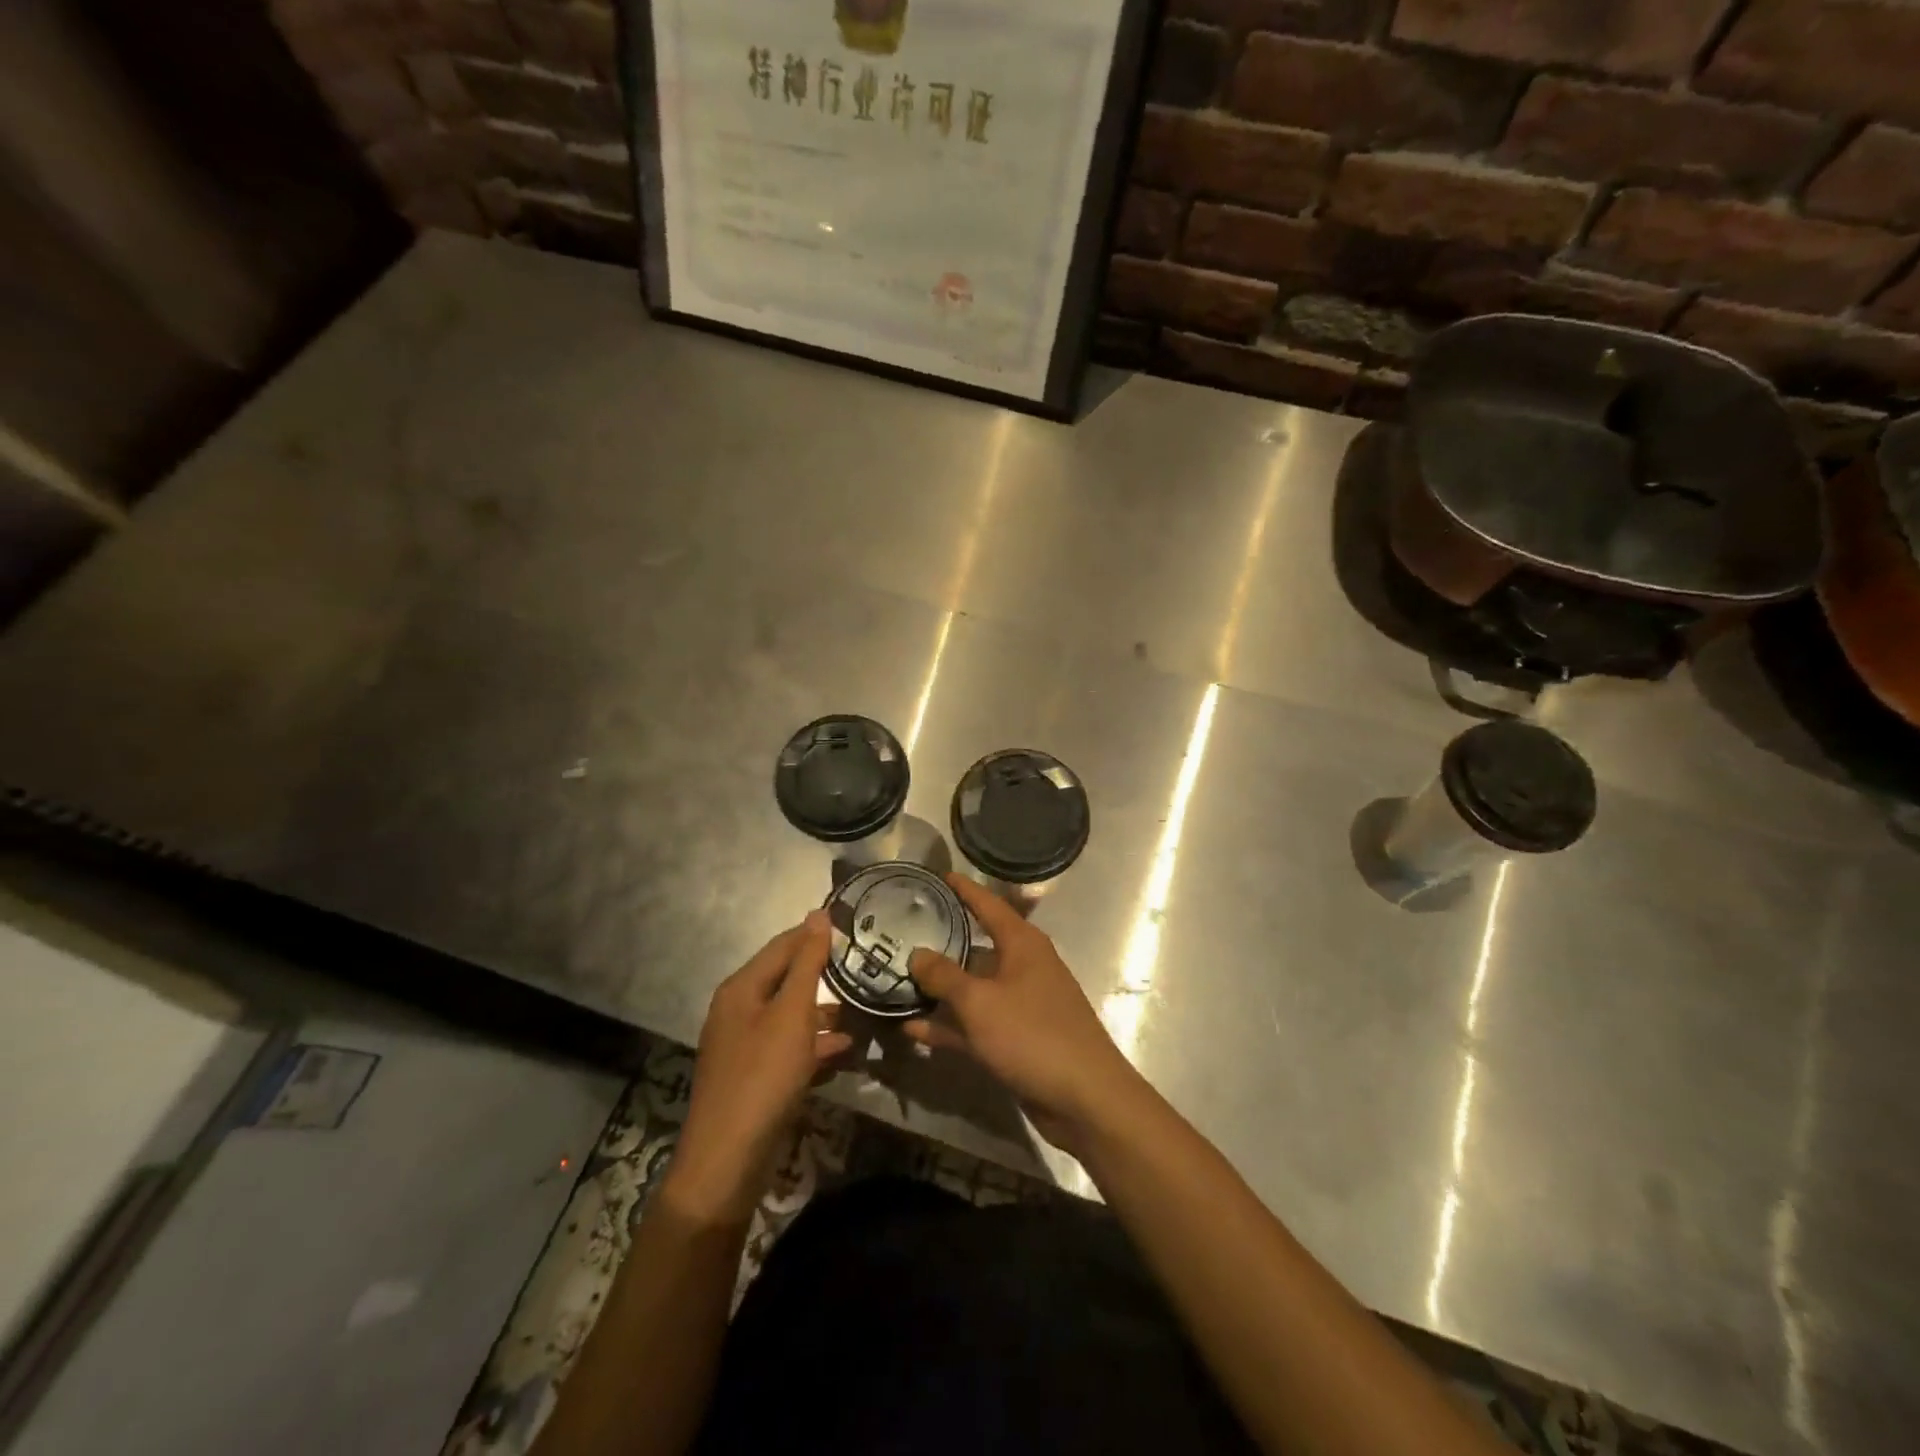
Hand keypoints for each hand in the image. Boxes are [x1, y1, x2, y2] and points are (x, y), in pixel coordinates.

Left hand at [663, 912, 853, 1223]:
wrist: (728, 1161)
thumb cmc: (762, 1076)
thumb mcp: (792, 1014)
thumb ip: (807, 963)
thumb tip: (818, 914)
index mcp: (742, 988)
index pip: (783, 945)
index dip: (816, 932)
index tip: (855, 923)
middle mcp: (739, 1010)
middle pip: (787, 979)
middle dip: (825, 973)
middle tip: (867, 965)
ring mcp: (746, 1046)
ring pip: (792, 1015)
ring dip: (826, 1012)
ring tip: (865, 1007)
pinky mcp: (756, 1077)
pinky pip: (791, 1048)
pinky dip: (816, 1045)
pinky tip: (847, 1050)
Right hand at [905, 875, 1148, 1155]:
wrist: (1084, 1099)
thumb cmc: (1033, 1035)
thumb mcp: (980, 1002)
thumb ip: (945, 976)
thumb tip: (918, 953)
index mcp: (1022, 944)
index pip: (988, 905)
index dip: (964, 890)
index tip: (937, 877)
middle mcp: (1022, 967)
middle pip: (977, 946)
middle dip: (942, 942)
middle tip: (903, 933)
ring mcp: (1020, 1005)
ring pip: (973, 989)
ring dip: (940, 990)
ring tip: (897, 981)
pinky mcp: (1016, 1040)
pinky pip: (976, 1024)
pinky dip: (949, 1026)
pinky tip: (912, 1030)